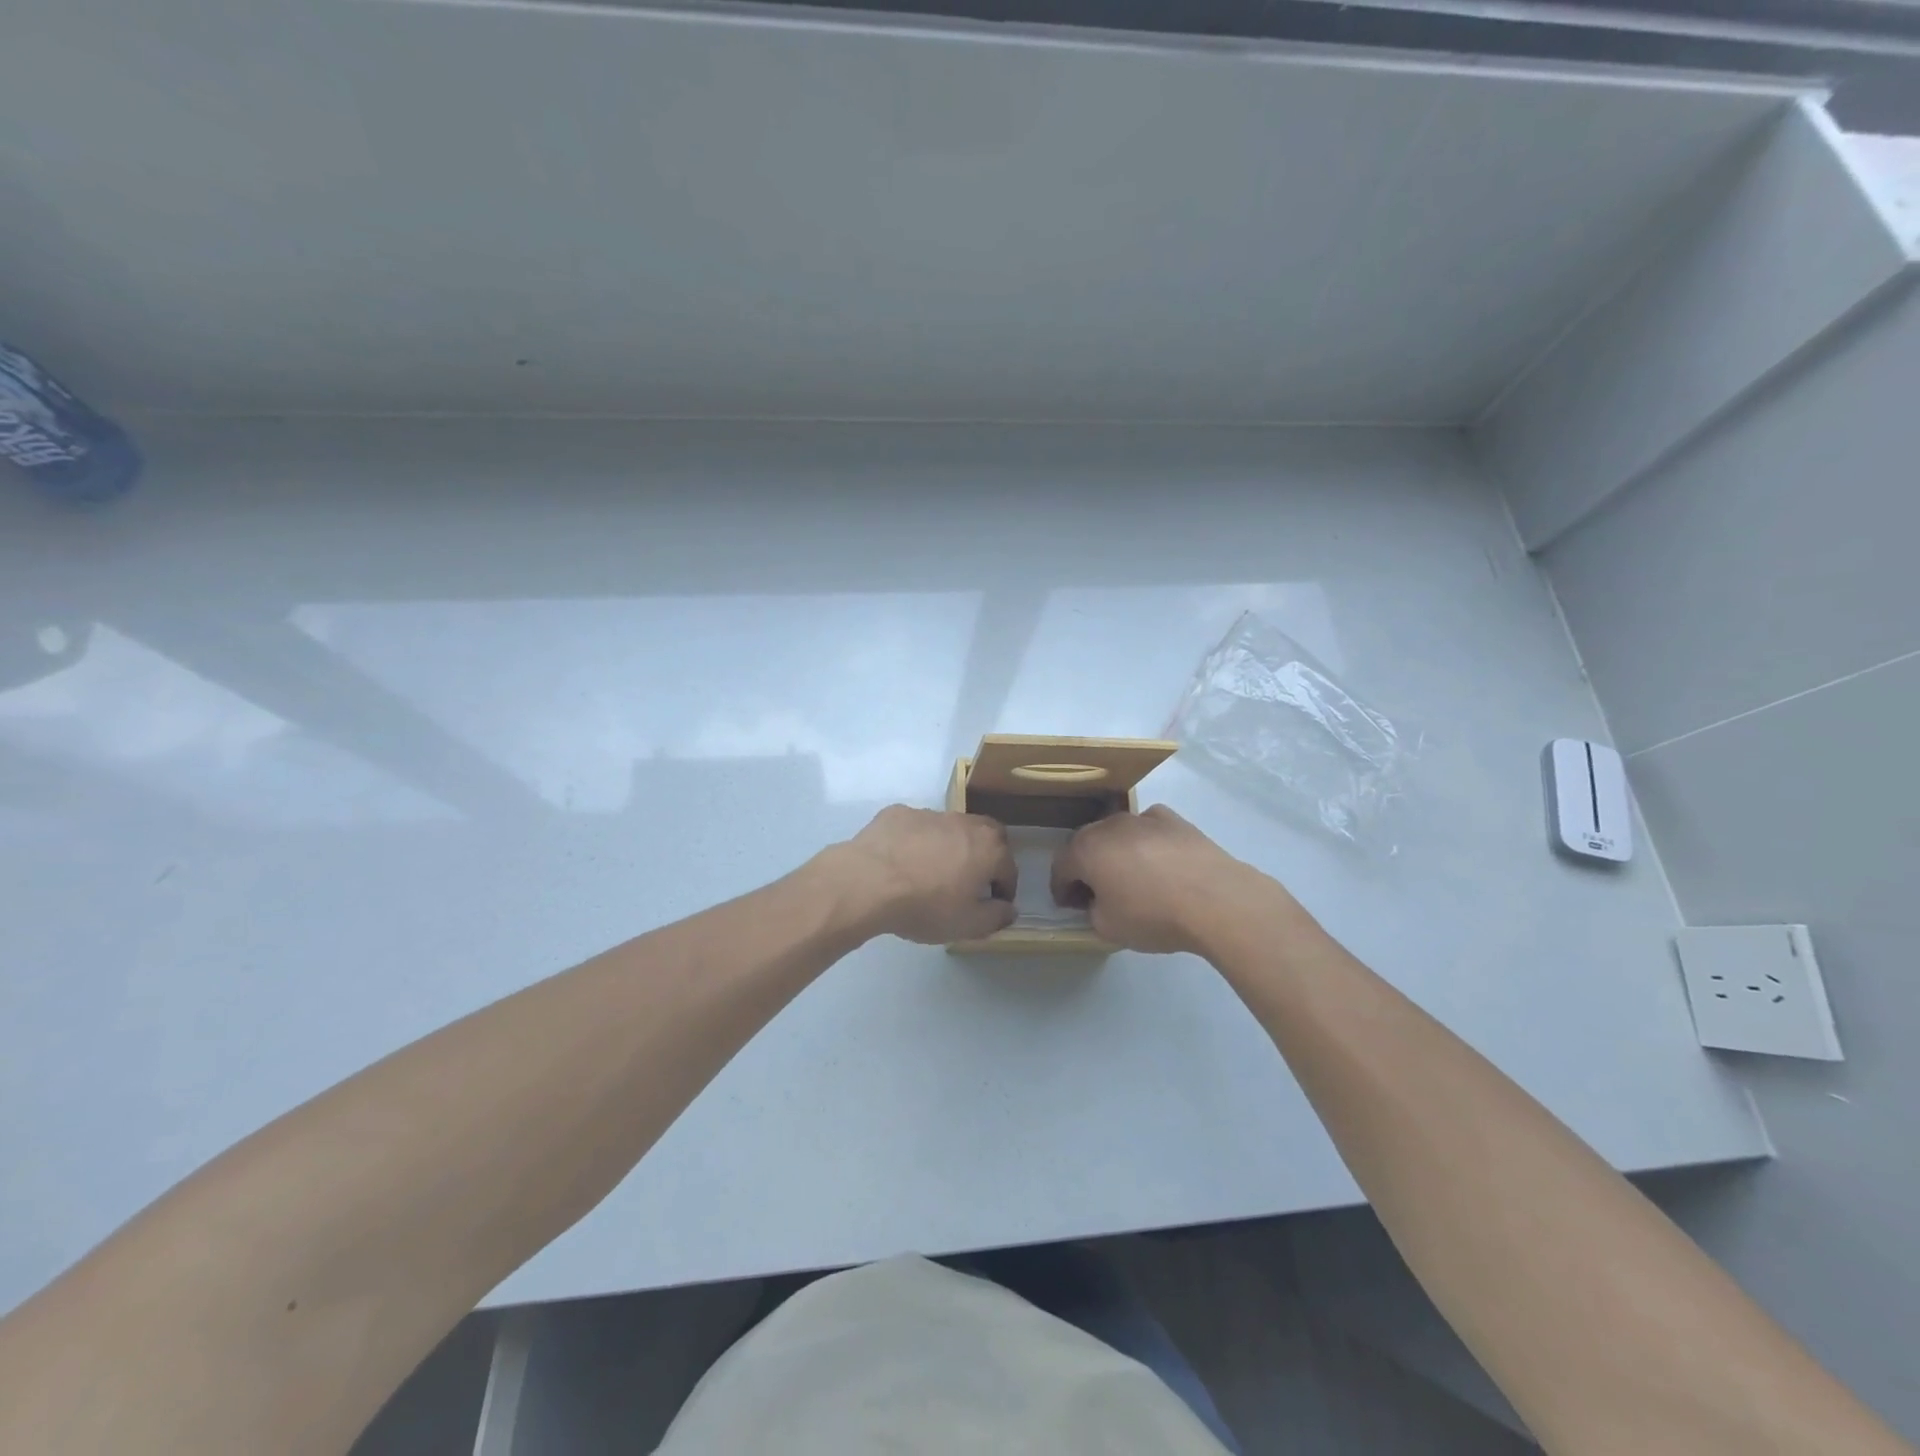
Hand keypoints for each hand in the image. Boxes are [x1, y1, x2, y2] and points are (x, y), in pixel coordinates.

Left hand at [828, 806, 1017, 944]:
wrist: (868, 882)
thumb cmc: (926, 905)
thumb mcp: (967, 924)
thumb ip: (996, 916)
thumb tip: (1009, 909)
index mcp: (988, 848)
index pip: (1008, 868)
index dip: (1005, 889)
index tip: (996, 904)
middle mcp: (964, 823)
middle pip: (986, 835)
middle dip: (986, 855)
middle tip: (972, 879)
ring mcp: (929, 814)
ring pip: (949, 828)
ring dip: (950, 846)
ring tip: (932, 871)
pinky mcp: (898, 813)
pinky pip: (915, 827)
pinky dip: (916, 841)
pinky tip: (901, 861)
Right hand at [1051, 804, 1268, 954]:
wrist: (1216, 899)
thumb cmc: (1153, 915)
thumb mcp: (1108, 928)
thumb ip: (1093, 911)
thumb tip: (1099, 902)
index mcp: (1085, 850)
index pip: (1061, 867)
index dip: (1061, 888)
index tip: (1069, 906)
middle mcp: (1108, 825)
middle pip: (1087, 844)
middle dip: (1086, 867)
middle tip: (1095, 892)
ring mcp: (1142, 817)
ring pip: (1118, 834)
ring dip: (1116, 853)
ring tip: (1132, 878)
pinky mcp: (1173, 819)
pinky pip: (1148, 829)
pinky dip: (1147, 843)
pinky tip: (1161, 864)